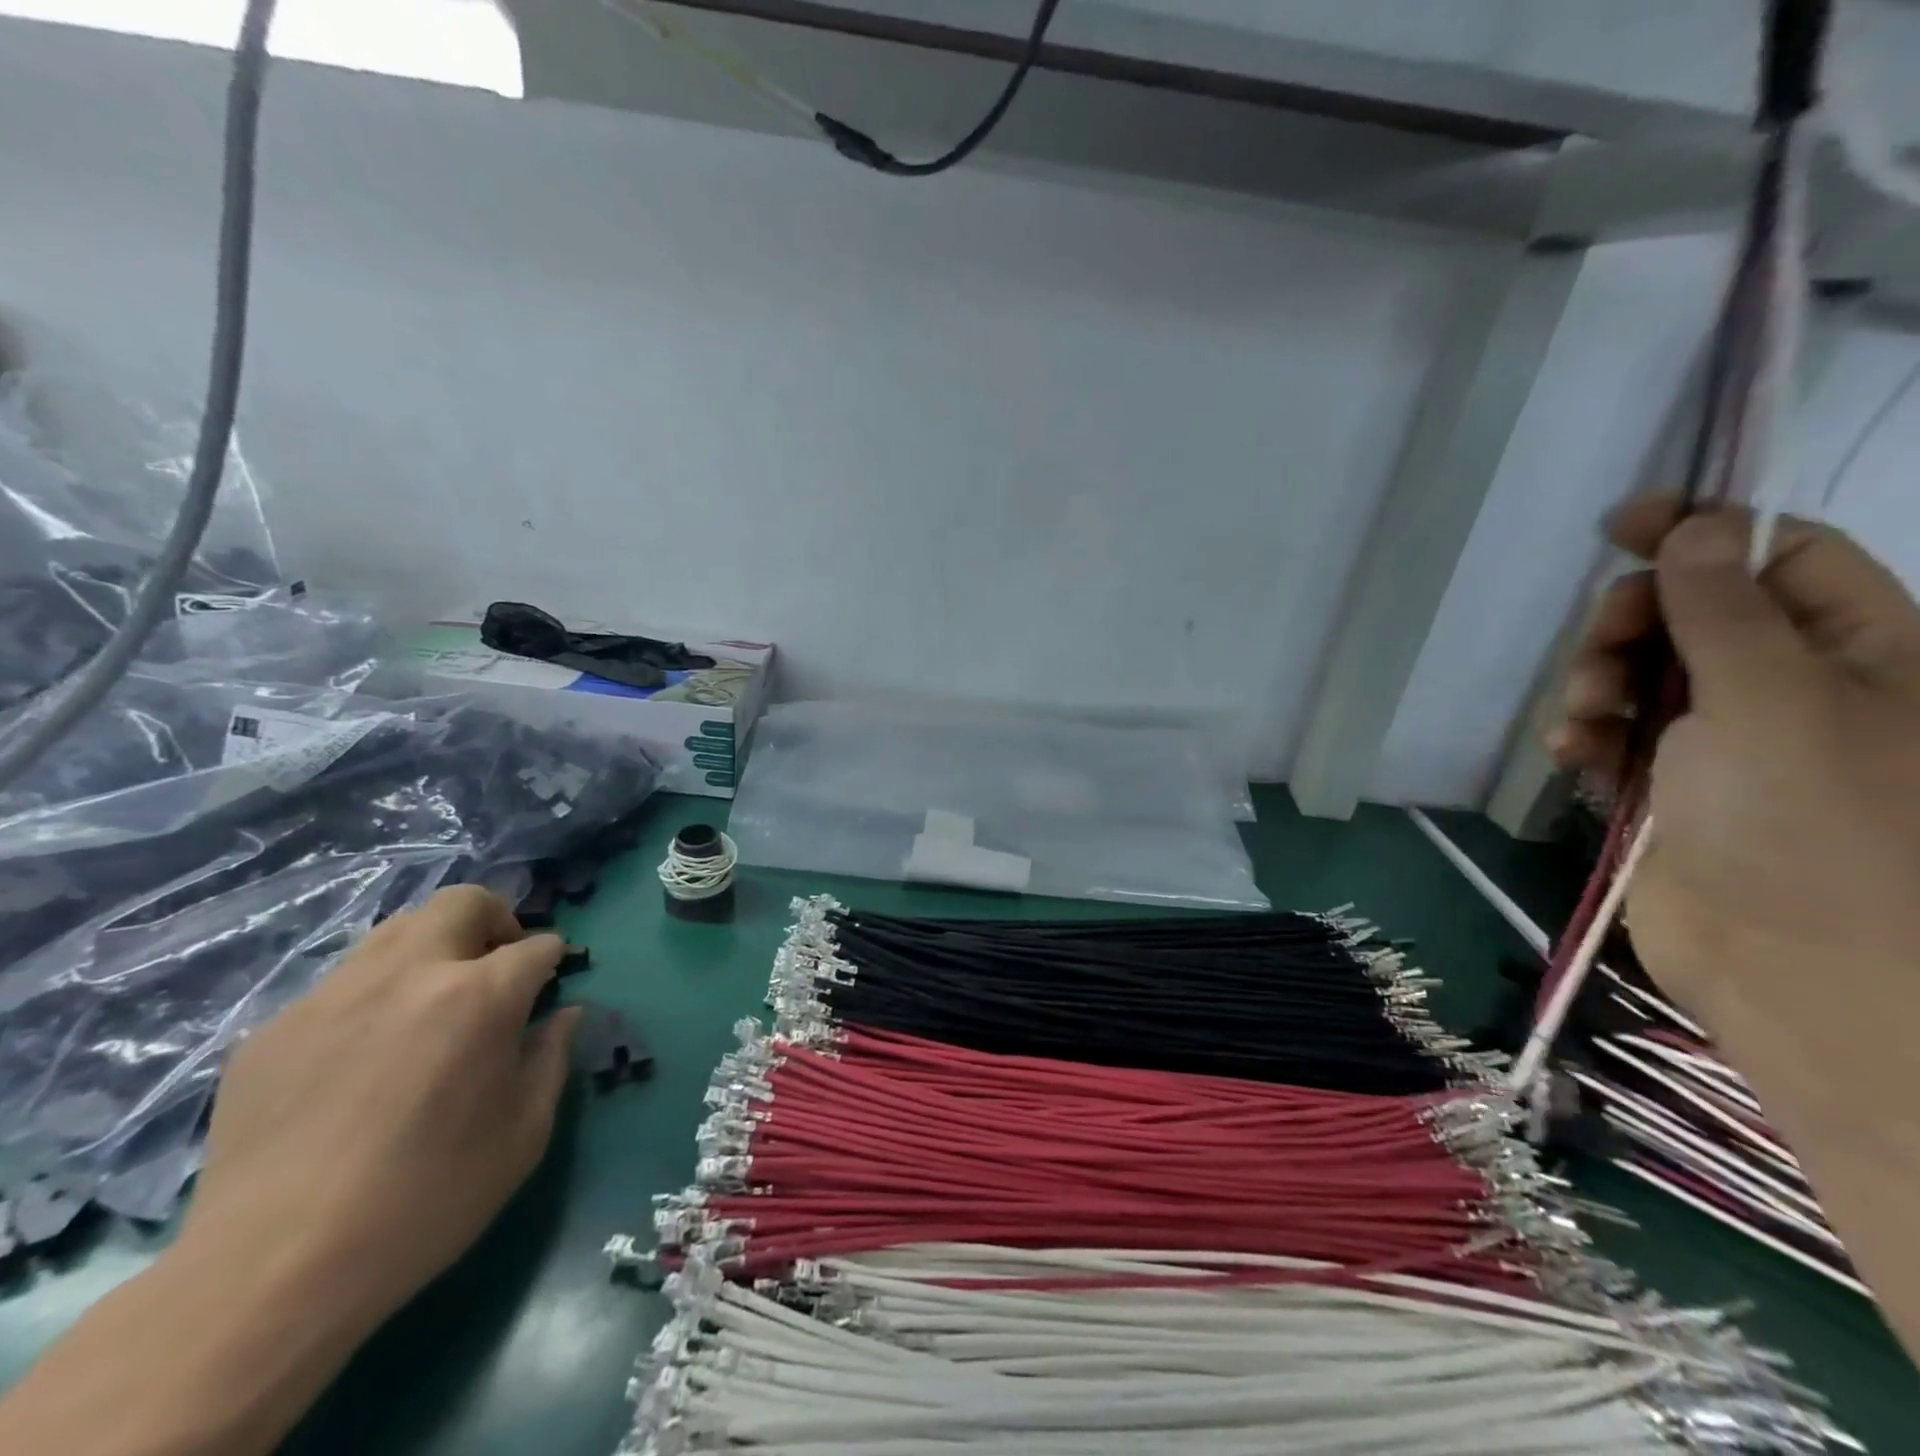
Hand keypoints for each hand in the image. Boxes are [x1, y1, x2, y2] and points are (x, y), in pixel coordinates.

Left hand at [177, 884, 577, 1334]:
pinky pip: (339, 986)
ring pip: (396, 930)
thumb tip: (563, 1015)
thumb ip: (552, 1058)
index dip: (552, 962)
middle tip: (496, 967)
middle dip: (495, 920)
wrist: (272, 1274)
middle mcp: (408, 975)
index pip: (537, 945)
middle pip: (462, 902)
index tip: (549, 987)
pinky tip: (363, 1059)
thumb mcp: (525, 1133)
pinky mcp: (272, 1030)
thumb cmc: (428, 1200)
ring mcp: (331, 996)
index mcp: (479, 996)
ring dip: (432, 949)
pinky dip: (372, 998)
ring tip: (430, 1004)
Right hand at [1552, 496, 1919, 1095]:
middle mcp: (1792, 686)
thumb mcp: (1774, 697)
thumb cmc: (1813, 823)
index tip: (1624, 522)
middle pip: (1691, 614)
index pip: (1782, 558)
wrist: (1797, 969)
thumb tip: (1697, 524)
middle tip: (1606, 648)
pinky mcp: (1665, 784)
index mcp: (1861, 651)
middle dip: (1632, 624)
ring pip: (1640, 674)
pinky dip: (1585, 734)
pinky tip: (1571, 751)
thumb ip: (1724, 609)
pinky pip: (1613, 733)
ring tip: (1584, 719)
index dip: (1705, 532)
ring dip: (1597, 683)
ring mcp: (1722, 739)